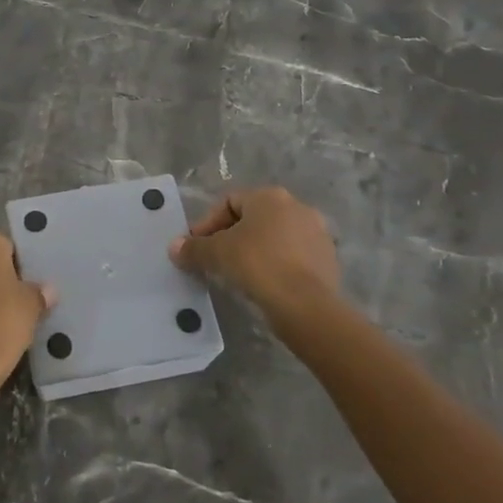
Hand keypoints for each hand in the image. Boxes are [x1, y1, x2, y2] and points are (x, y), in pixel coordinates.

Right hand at [170, 185, 341, 328]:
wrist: (306, 305)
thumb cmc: (257, 265)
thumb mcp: (217, 254)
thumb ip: (193, 248)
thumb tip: (174, 247)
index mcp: (269, 196)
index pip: (229, 202)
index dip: (207, 224)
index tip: (196, 247)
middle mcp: (297, 206)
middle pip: (253, 218)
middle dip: (231, 237)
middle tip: (215, 260)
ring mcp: (317, 233)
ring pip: (275, 238)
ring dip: (255, 251)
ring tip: (239, 275)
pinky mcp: (328, 260)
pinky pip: (293, 257)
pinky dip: (276, 266)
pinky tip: (265, 285)